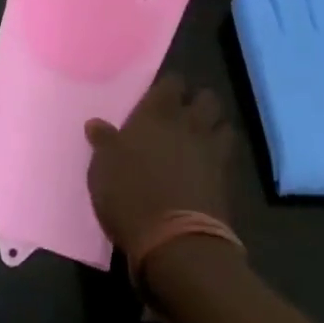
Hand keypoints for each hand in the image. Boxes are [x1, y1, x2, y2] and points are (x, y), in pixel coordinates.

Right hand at [84, 73, 234, 253]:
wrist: (174, 240)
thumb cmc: (130, 194)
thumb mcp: (103, 167)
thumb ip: (104, 142)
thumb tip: (95, 123)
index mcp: (156, 113)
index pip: (172, 83)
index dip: (169, 86)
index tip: (161, 95)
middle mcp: (187, 123)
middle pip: (206, 98)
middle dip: (199, 102)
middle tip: (185, 114)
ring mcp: (210, 151)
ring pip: (224, 124)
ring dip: (216, 127)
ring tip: (203, 138)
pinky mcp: (226, 179)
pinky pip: (228, 156)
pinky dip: (222, 157)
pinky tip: (209, 166)